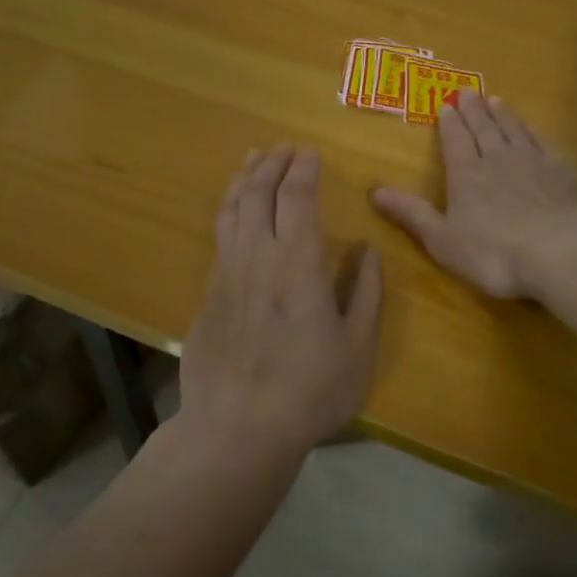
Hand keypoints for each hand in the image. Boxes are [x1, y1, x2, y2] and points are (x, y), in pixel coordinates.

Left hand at [180, 145, 383, 457]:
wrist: (237, 429)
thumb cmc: (309, 390)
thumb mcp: (358, 347)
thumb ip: (366, 293)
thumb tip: (368, 252)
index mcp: (298, 262)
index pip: (297, 196)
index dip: (304, 169)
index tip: (310, 152)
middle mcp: (257, 255)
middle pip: (258, 192)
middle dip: (272, 163)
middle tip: (284, 147)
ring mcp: (225, 273)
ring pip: (231, 209)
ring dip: (244, 179)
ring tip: (253, 160)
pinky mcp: (207, 294)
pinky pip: (219, 236)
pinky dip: (228, 210)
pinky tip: (234, 212)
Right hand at [371, 91, 576, 298]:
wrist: (561, 251)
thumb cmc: (494, 253)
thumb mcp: (442, 240)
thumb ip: (411, 214)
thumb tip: (374, 191)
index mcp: (467, 176)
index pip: (455, 142)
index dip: (449, 124)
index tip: (446, 105)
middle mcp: (498, 160)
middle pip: (484, 129)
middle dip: (473, 110)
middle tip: (468, 91)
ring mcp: (534, 162)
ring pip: (514, 130)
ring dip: (502, 115)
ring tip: (496, 100)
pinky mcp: (564, 172)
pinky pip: (544, 142)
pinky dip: (534, 131)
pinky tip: (532, 128)